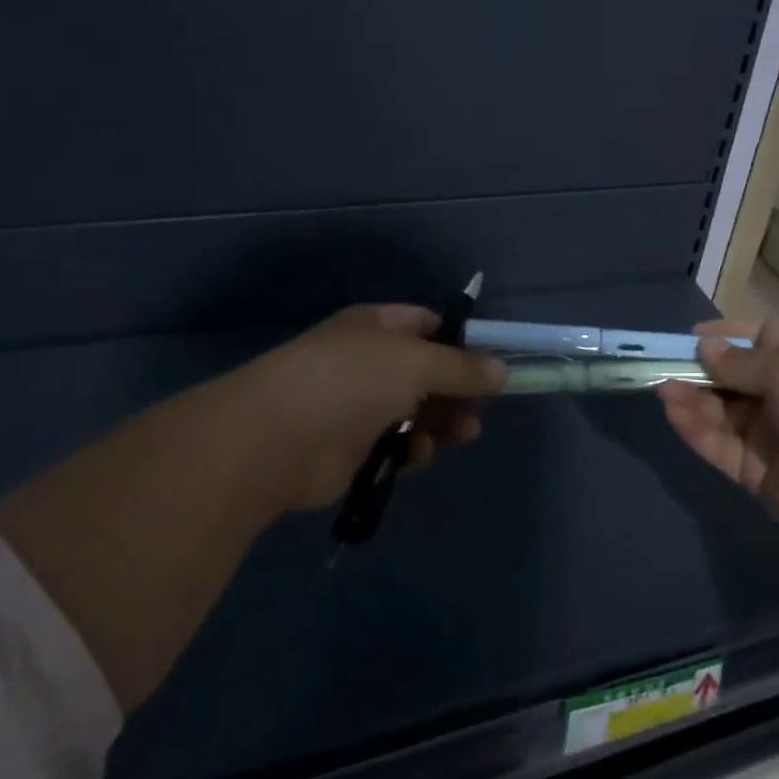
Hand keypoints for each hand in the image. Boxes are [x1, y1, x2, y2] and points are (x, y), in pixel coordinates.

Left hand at [229, 304, 506, 511]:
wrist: (277, 439)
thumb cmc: (351, 381)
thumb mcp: (417, 363)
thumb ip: (462, 368)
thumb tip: (501, 370)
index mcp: (377, 326)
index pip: (428, 324)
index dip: (461, 341)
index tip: (493, 362)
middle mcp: (368, 361)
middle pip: (427, 372)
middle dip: (458, 389)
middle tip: (484, 406)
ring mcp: (358, 405)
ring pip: (415, 411)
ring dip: (443, 421)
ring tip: (465, 434)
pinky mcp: (352, 448)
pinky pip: (395, 444)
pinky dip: (412, 448)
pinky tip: (419, 454)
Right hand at [657, 319, 778, 560]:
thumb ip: (741, 362)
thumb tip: (706, 348)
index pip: (763, 338)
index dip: (728, 336)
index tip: (691, 336)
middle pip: (736, 376)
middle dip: (701, 369)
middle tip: (660, 364)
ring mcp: (775, 437)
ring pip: (724, 412)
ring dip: (692, 398)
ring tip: (659, 387)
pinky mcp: (759, 474)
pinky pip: (722, 445)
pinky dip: (697, 429)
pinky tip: (672, 412)